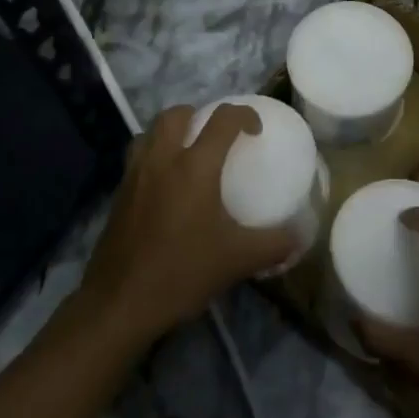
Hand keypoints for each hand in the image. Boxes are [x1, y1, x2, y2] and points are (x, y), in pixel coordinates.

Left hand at [79, 103, 295, 347]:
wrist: (120, 302)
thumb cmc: (182, 272)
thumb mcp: (238, 260)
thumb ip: (274, 244)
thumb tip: (300, 237)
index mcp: (194, 166)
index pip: (222, 120)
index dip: (243, 115)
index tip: (256, 129)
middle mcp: (162, 159)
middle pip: (176, 114)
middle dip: (199, 114)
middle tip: (216, 135)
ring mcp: (135, 174)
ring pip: (150, 131)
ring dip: (170, 131)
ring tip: (187, 152)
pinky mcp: (118, 193)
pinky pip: (137, 157)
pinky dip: (153, 155)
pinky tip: (166, 185)